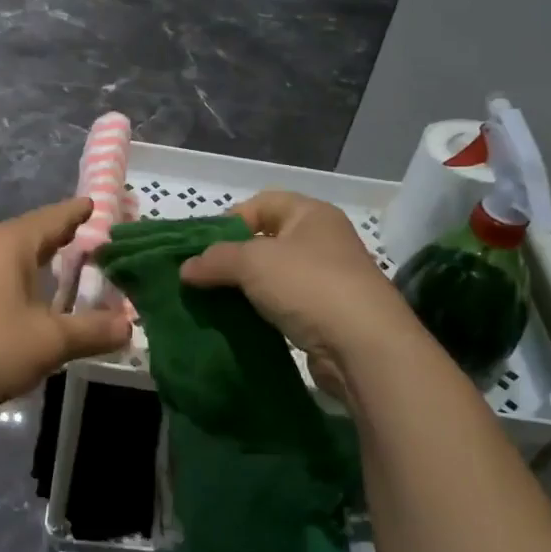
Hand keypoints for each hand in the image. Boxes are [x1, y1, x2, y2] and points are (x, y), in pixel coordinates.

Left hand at [0, 197, 131, 425]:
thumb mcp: (48, 342)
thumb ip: (91, 331)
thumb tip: (129, 325)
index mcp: (10, 242)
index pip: (54, 217)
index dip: (79, 213)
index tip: (98, 205)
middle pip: (31, 233)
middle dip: (61, 239)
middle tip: (92, 243)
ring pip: (9, 255)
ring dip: (37, 263)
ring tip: (63, 274)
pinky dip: (16, 280)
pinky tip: (25, 302)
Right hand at [179, 190, 421, 391]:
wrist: (365, 348)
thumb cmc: (309, 285)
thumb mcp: (252, 262)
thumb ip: (215, 260)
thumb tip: (186, 269)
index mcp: (311, 214)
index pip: (261, 203)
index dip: (229, 220)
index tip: (203, 248)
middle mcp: (323, 241)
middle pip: (266, 240)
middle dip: (232, 258)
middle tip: (203, 277)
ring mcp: (329, 280)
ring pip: (274, 276)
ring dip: (245, 288)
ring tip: (216, 302)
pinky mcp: (328, 316)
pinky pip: (285, 306)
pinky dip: (262, 312)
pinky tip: (242, 324)